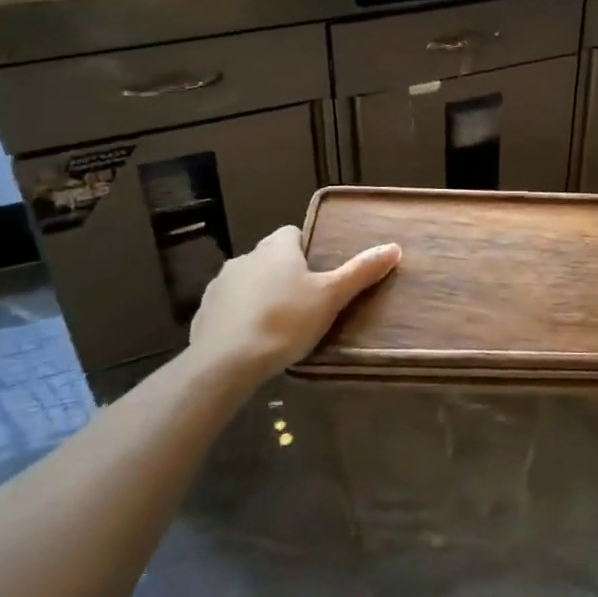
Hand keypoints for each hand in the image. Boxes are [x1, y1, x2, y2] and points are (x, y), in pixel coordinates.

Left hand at [184, 226, 399, 387]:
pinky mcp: (203, 313)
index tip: (320, 273)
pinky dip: (240, 317)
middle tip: (306, 302)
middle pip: (270, 258)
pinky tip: (252, 340)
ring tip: (279, 324)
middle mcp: (245, 257)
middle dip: (285, 274)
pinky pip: (229, 308)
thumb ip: (361, 271)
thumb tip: (393, 247)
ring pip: (248, 282)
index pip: (292, 233)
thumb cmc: (285, 321)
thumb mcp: (331, 297)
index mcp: (276, 248)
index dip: (307, 249)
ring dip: (261, 295)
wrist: (225, 362)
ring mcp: (220, 285)